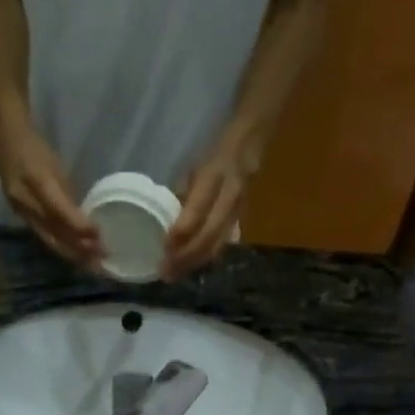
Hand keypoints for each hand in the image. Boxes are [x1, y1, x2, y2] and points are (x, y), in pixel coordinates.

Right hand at [0, 117, 101, 267]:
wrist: (4, 143)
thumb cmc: (36, 149)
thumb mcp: (56, 166)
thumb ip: (67, 194)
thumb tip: (84, 220)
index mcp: (36, 181)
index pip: (59, 210)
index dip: (78, 225)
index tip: (98, 235)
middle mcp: (25, 201)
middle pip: (53, 232)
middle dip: (78, 248)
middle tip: (100, 259)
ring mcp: (20, 211)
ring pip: (48, 239)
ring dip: (71, 253)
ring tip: (91, 263)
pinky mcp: (20, 217)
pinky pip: (42, 236)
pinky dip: (60, 246)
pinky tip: (73, 253)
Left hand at [163, 133, 253, 280]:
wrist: (252, 140)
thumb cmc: (215, 150)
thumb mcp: (195, 164)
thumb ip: (182, 192)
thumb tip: (164, 220)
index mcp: (214, 176)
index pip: (197, 211)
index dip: (181, 232)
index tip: (163, 249)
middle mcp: (229, 195)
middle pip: (208, 235)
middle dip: (186, 257)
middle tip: (166, 273)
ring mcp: (238, 209)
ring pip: (218, 243)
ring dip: (195, 262)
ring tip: (176, 274)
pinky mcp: (241, 218)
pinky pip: (223, 242)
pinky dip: (206, 257)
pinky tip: (192, 266)